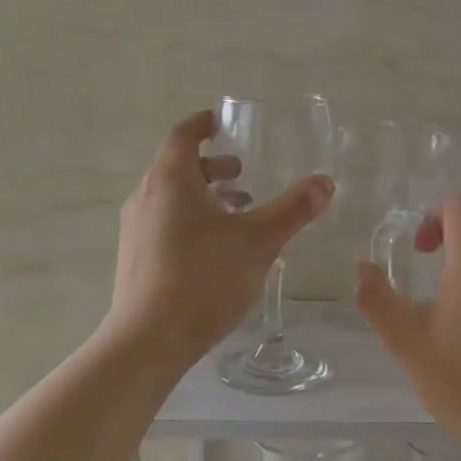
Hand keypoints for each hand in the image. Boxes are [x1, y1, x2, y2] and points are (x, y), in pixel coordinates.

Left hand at [109, 110, 333, 363]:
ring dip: (204, 197)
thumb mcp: (259, 241)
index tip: (221, 121)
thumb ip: (293, 209)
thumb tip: (325, 181)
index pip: (183, 135)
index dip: (202, 124)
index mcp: (170, 181)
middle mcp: (146, 197)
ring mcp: (135, 230)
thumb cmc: (204, 278)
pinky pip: (165, 224)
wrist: (149, 339)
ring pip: (171, 199)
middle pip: (177, 167)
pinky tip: (218, 249)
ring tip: (238, 212)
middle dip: (211, 166)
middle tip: (242, 172)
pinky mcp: (135, 259)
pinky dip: (191, 220)